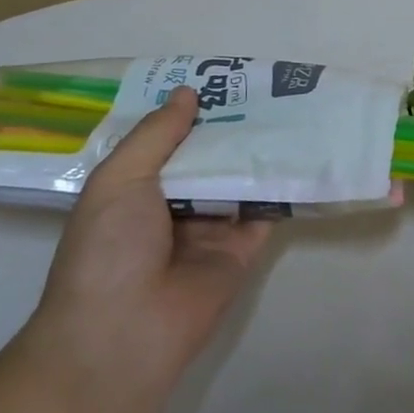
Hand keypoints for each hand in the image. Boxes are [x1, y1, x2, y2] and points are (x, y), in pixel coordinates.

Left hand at [28, 88, 271, 390]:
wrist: (123, 334)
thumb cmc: (108, 250)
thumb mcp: (119, 180)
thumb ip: (157, 135)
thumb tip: (188, 92)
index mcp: (136, 189)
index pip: (169, 141)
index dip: (192, 111)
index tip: (223, 78)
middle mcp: (174, 206)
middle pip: (210, 157)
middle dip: (233, 127)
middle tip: (269, 87)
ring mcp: (211, 228)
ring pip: (241, 179)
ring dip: (261, 151)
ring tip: (295, 108)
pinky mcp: (244, 250)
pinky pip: (267, 211)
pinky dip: (284, 186)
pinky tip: (306, 152)